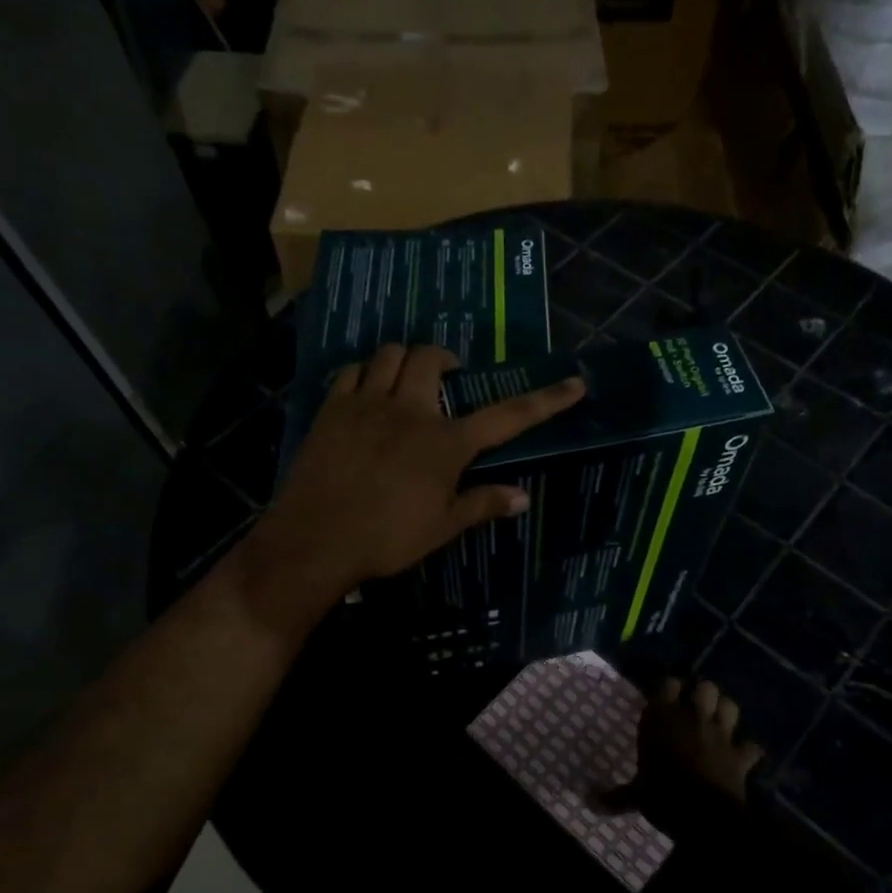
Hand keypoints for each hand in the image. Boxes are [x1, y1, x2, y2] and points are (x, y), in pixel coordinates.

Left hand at [238, 343, 583, 625]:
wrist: (317, 538)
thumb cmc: (386, 539)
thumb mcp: (441, 527)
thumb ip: (483, 505)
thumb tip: (524, 497)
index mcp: (446, 444)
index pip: (507, 416)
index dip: (545, 400)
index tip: (575, 384)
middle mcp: (411, 411)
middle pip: (432, 359)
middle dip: (445, 360)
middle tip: (448, 378)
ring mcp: (368, 403)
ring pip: (390, 353)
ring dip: (404, 359)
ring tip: (406, 380)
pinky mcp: (333, 407)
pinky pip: (352, 370)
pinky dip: (365, 372)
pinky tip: (366, 391)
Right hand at [608, 678, 760, 838]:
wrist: (703, 815)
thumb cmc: (662, 796)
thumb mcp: (636, 796)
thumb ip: (616, 796)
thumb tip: (588, 802)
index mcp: (661, 718)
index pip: (668, 683)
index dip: (670, 687)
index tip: (666, 694)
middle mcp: (692, 718)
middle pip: (705, 687)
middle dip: (703, 693)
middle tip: (695, 706)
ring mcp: (720, 734)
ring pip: (731, 705)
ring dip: (726, 711)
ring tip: (719, 720)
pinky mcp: (740, 755)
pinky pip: (752, 746)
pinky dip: (749, 749)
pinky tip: (744, 754)